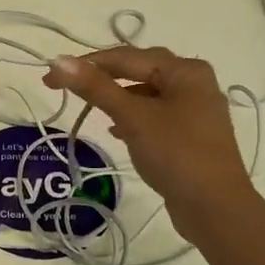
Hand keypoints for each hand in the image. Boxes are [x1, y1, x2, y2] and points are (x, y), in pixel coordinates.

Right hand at [44, 46, 250, 235]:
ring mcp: (195, 110)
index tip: (50, 78)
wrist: (215, 206)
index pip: (125, 57)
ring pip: (146, 93)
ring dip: (117, 97)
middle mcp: (194, 82)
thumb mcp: (133, 117)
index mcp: (185, 70)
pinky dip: (132, 117)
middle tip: (67, 87)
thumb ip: (96, 87)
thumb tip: (59, 60)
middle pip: (139, 70)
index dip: (85, 64)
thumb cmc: (176, 153)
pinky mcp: (191, 135)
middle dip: (102, 77)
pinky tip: (116, 129)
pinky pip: (154, 115)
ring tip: (89, 106)